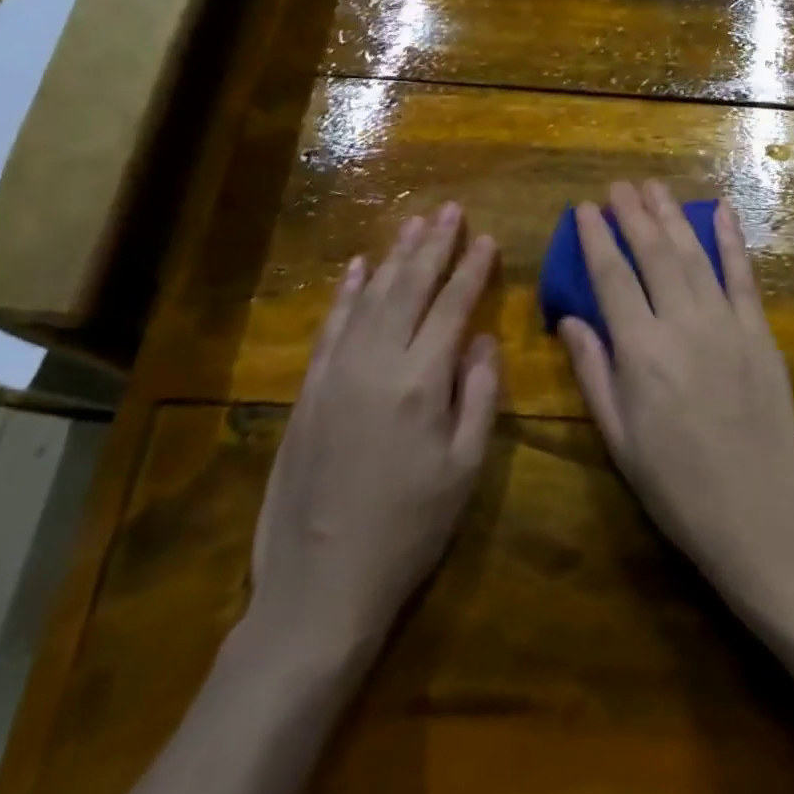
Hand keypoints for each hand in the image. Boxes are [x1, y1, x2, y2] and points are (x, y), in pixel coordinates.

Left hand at [248, 204, 500, 655]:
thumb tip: (484, 340)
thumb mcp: (465, 470)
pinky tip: (357, 267)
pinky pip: (331, 326)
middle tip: (449, 209)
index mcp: (421, 382)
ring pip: (370, 297)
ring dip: (393, 257)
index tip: (485, 237)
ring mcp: (336, 373)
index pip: (452, 307)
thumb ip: (479, 396)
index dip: (471, 269)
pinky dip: (346, 293)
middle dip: (433, 245)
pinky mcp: (308, 390)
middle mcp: (376, 362)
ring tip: (414, 224)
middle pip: (409, 288)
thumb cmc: (409, 530)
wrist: (321, 584)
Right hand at [558, 182, 793, 608]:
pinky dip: (731, 241)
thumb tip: (570, 318)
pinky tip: (720, 211)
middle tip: (618, 186)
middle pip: (653, 255)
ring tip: (654, 187)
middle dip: (633, 215)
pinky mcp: (760, 333)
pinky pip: (743, 277)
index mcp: (640, 352)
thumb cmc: (676, 485)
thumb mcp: (619, 438)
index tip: (585, 209)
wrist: (760, 514)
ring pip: (693, 256)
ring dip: (672, 217)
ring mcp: (727, 325)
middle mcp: (682, 325)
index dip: (597, 239)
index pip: (611, 278)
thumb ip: (593, 372)